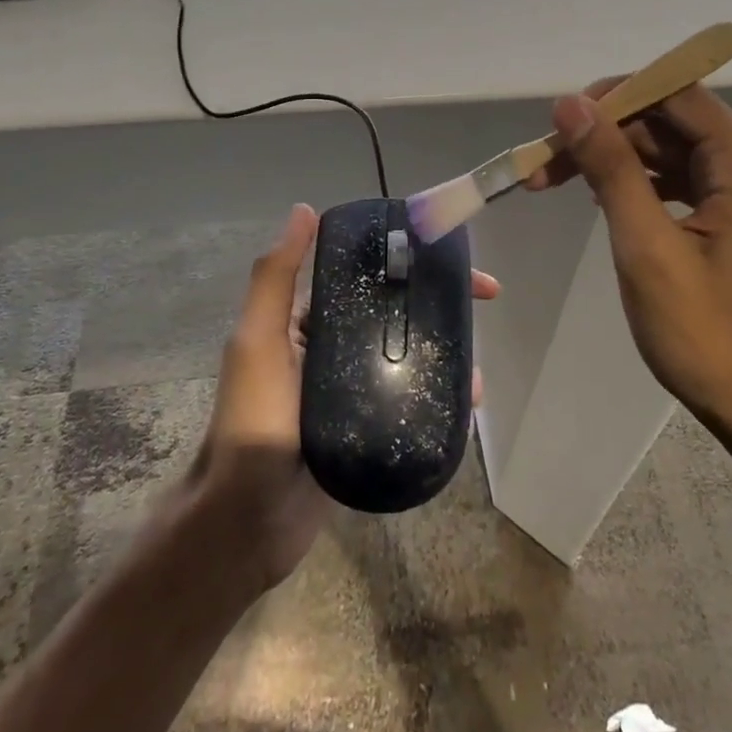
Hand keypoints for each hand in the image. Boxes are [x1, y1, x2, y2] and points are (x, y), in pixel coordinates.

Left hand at [190, 204, 497, 591]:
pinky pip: (411, 401)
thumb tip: (304, 210)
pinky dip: (440, 394)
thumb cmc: (252, 421)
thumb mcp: (258, 341)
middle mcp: (331, 349)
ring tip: (476, 362)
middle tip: (483, 301)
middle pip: (394, 312)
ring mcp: (353, 391)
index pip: (363, 276)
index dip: (404, 259)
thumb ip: (275, 278)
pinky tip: (468, 399)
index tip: (446, 254)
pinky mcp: (370, 428)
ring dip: (445, 349)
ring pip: (408, 356)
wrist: (248, 521)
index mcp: (306, 322)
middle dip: (437, 301)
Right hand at [524, 83, 731, 451]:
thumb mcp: (647, 248)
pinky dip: (639, 184)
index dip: (612, 97)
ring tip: (554, 184)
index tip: (558, 125)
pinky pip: (682, 179)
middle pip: (669, 118)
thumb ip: (610, 168)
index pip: (674, 91)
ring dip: (615, 160)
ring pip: (670, 149)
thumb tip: (570, 104)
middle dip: (605, 134)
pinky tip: (602, 200)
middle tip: (542, 167)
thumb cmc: (708, 336)